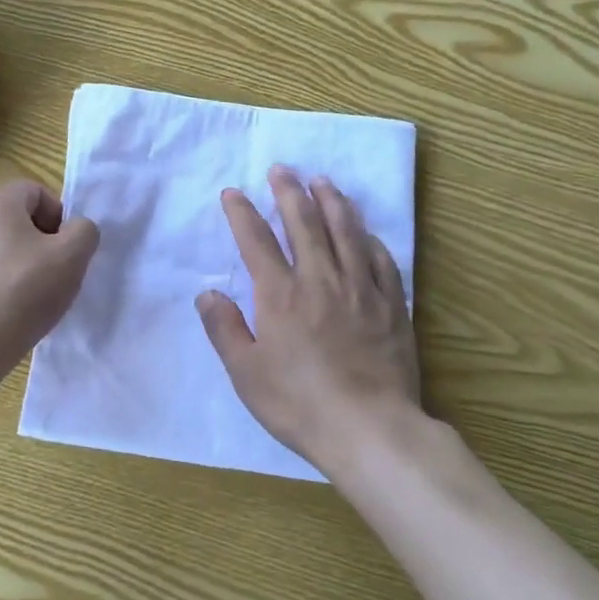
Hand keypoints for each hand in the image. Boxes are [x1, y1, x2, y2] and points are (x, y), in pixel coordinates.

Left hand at [0, 181, 99, 384]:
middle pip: (14, 219)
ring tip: (28, 298)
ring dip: (15, 263)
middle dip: (38, 241)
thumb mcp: (72, 257)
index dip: (58, 217)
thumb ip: (84, 231)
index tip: (65, 250)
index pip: (36, 191)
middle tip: (52, 274)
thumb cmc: (22, 292)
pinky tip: (3, 313)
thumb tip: (75, 229)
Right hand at [196, 166, 422, 468]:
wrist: (370, 430)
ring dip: (331, 202)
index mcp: (280, 294)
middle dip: (289, 192)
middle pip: (303, 223)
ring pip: (345, 232)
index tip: (233, 192)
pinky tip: (365, 230)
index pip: (256, 240)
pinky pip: (382, 260)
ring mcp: (360, 289)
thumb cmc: (299, 404)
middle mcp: (320, 279)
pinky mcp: (392, 305)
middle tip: (281, 169)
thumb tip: (207, 292)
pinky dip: (370, 239)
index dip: (242, 212)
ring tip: (323, 181)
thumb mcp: (246, 374)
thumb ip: (225, 329)